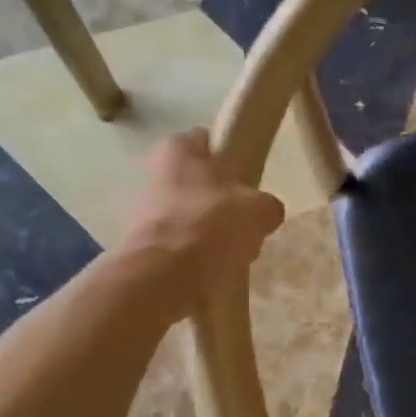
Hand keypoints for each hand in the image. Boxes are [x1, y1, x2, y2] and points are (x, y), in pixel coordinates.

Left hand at [120, 130, 284, 287]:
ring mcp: (147, 210)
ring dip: (216, 231)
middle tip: (248, 220)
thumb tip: (266, 213)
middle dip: (226, 202)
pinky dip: (202, 254)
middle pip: (204, 183)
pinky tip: (218, 267)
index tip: (251, 179)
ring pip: (197, 215)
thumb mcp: (260, 208)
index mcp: (179, 148)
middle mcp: (157, 172)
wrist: (165, 275)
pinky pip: (186, 243)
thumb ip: (267, 204)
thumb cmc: (212, 223)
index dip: (234, 158)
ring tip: (236, 251)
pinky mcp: (147, 244)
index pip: (211, 141)